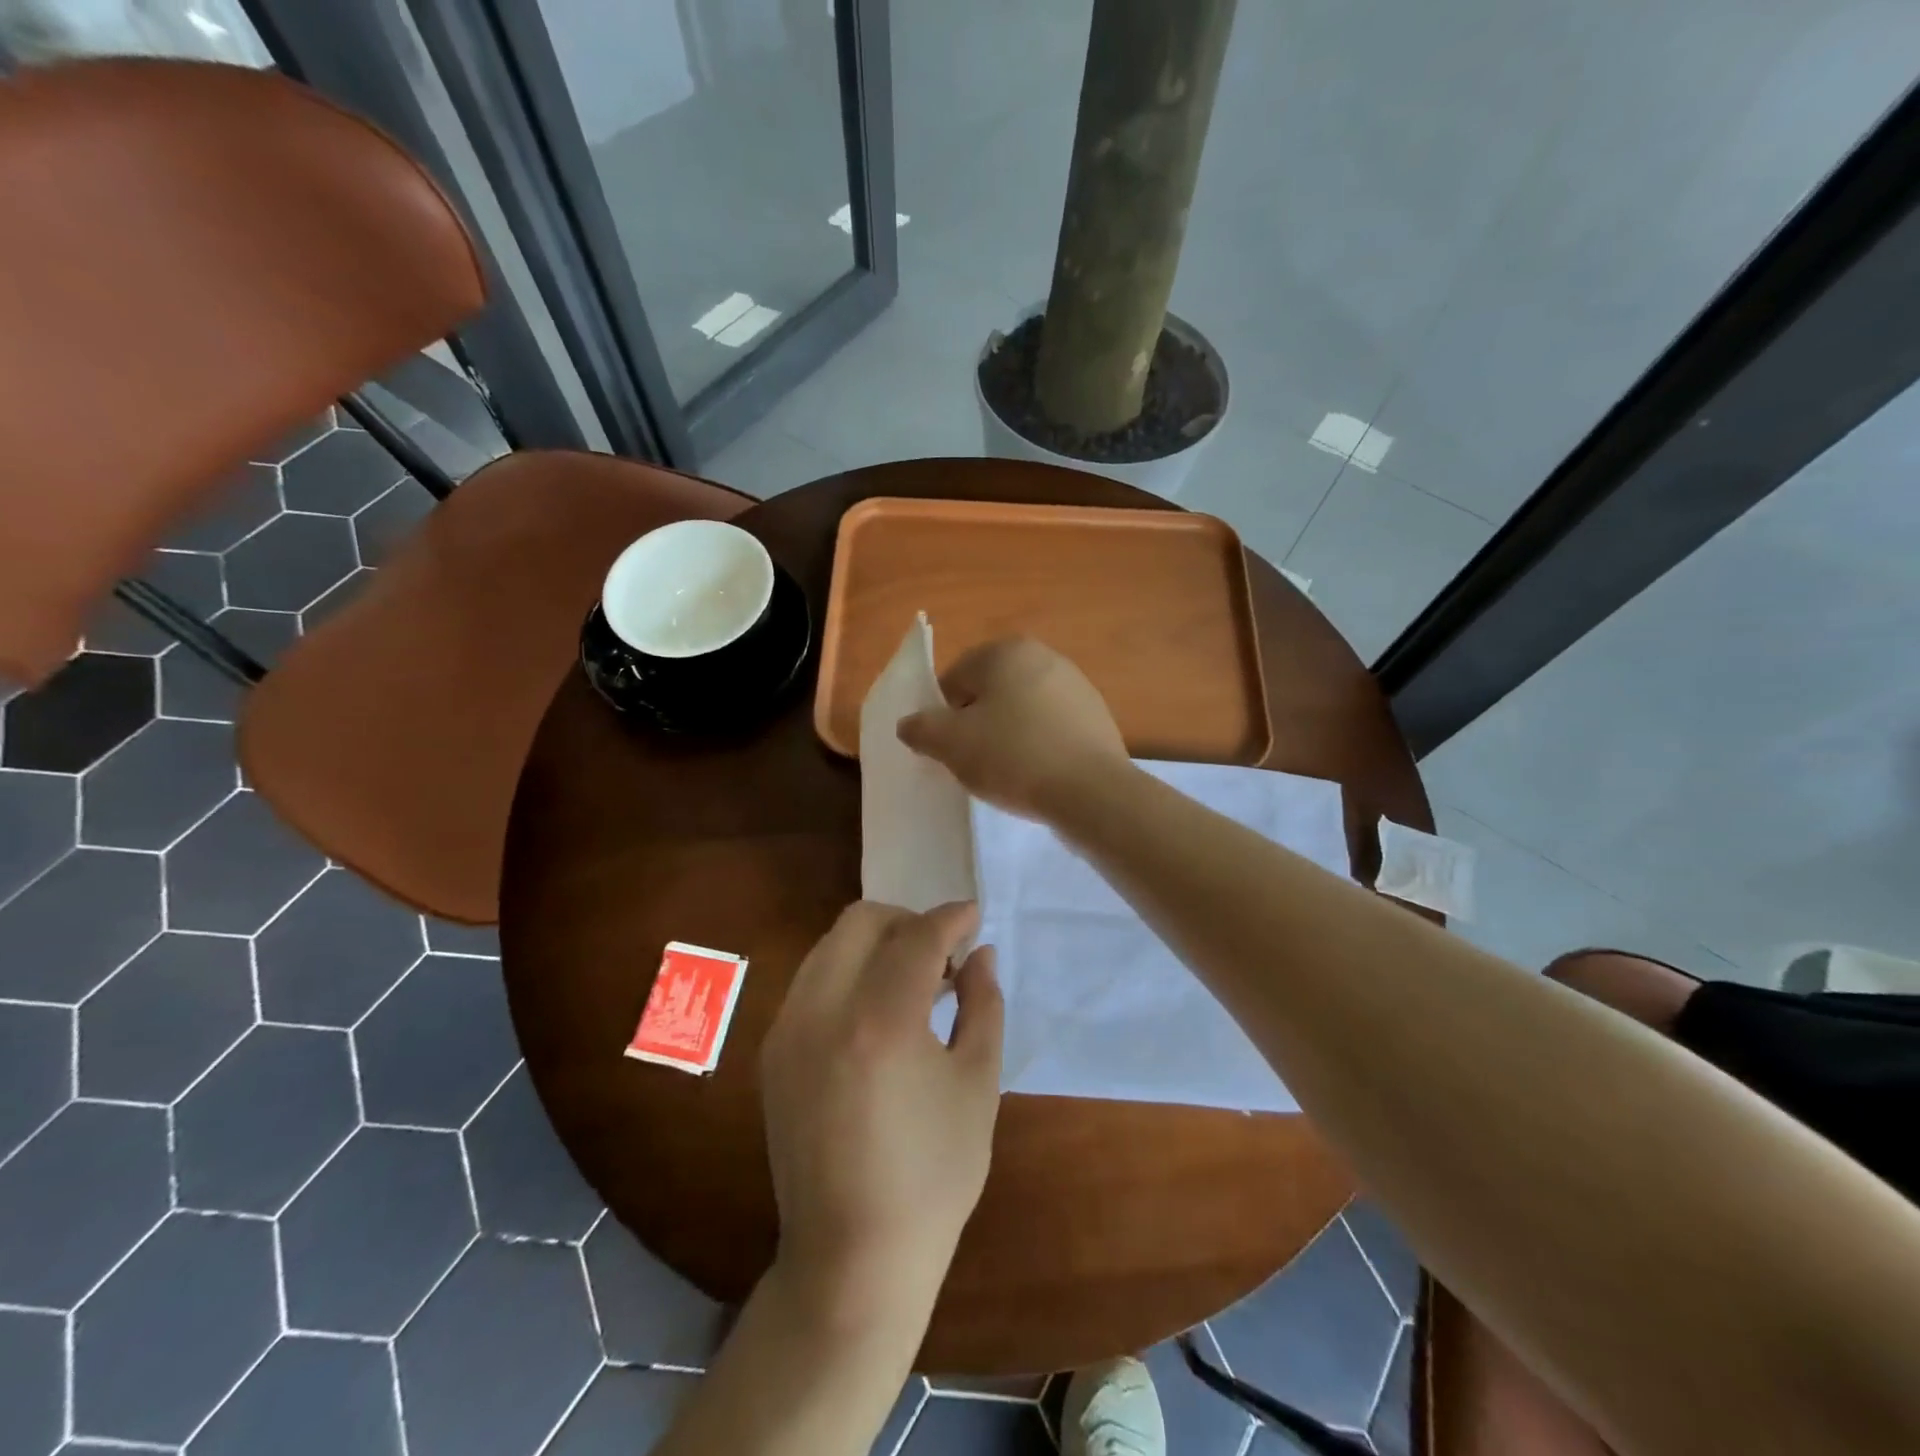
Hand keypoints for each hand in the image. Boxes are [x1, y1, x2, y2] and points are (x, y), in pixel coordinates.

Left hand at [760, 901, 1003, 1326]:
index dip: (950, 918)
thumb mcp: (977, 1085)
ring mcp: (787, 1030)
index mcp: (880, 1023)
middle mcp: (822, 1012)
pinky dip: (848, 973)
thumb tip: (980, 953)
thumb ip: (983, 1004)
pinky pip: (812, 981)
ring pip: (831, 945)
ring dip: (876, 944)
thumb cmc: (932, 1177)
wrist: (851, 1259)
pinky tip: (876, 1013)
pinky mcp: (772, 1052)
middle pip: (861, 921)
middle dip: (907, 921)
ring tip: (913, 982)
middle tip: (942, 954)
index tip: (973, 915)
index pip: (917, 937)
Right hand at [896, 637, 1129, 821]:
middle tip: (974, 761)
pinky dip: (1038, 745)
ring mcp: (1076, 686)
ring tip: (1007, 772)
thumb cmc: (1013, 755)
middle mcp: (1044, 656)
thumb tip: (910, 724)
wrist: (1091, 792)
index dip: (943, 715)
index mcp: (1006, 650)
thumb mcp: (950, 744)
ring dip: (1007, 735)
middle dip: (976, 723)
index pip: (955, 678)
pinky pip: (1051, 728)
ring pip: (1021, 710)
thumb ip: (921, 728)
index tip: (949, 748)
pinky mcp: (1096, 717)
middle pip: (990, 692)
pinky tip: (1037, 775)